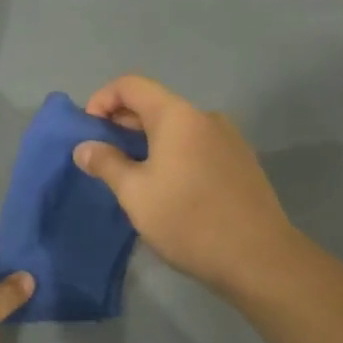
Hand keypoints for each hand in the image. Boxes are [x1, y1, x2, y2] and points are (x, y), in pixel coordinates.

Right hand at [73, 75, 296, 297]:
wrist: (258, 257)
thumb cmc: (188, 220)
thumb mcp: (135, 194)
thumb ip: (106, 164)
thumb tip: (84, 147)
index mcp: (177, 116)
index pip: (130, 85)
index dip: (101, 100)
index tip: (87, 131)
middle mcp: (205, 117)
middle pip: (154, 104)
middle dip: (121, 123)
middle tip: (101, 156)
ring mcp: (228, 138)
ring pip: (177, 127)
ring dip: (147, 141)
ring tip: (130, 174)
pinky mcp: (241, 162)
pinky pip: (196, 145)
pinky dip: (172, 153)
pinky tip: (167, 187)